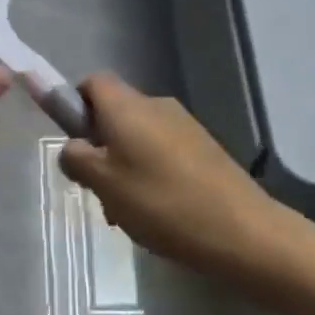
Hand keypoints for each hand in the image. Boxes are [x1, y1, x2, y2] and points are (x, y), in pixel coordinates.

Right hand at [60, 74, 279, 279]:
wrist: (242, 230)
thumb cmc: (161, 202)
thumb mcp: (104, 184)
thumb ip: (77, 159)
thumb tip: (73, 146)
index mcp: (127, 107)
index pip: (92, 83)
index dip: (76, 106)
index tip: (75, 142)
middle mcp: (156, 105)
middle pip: (115, 113)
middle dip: (101, 146)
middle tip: (98, 190)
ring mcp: (184, 126)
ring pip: (139, 137)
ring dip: (125, 166)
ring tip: (128, 212)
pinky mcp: (205, 148)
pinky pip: (164, 151)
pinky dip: (152, 174)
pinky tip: (158, 213)